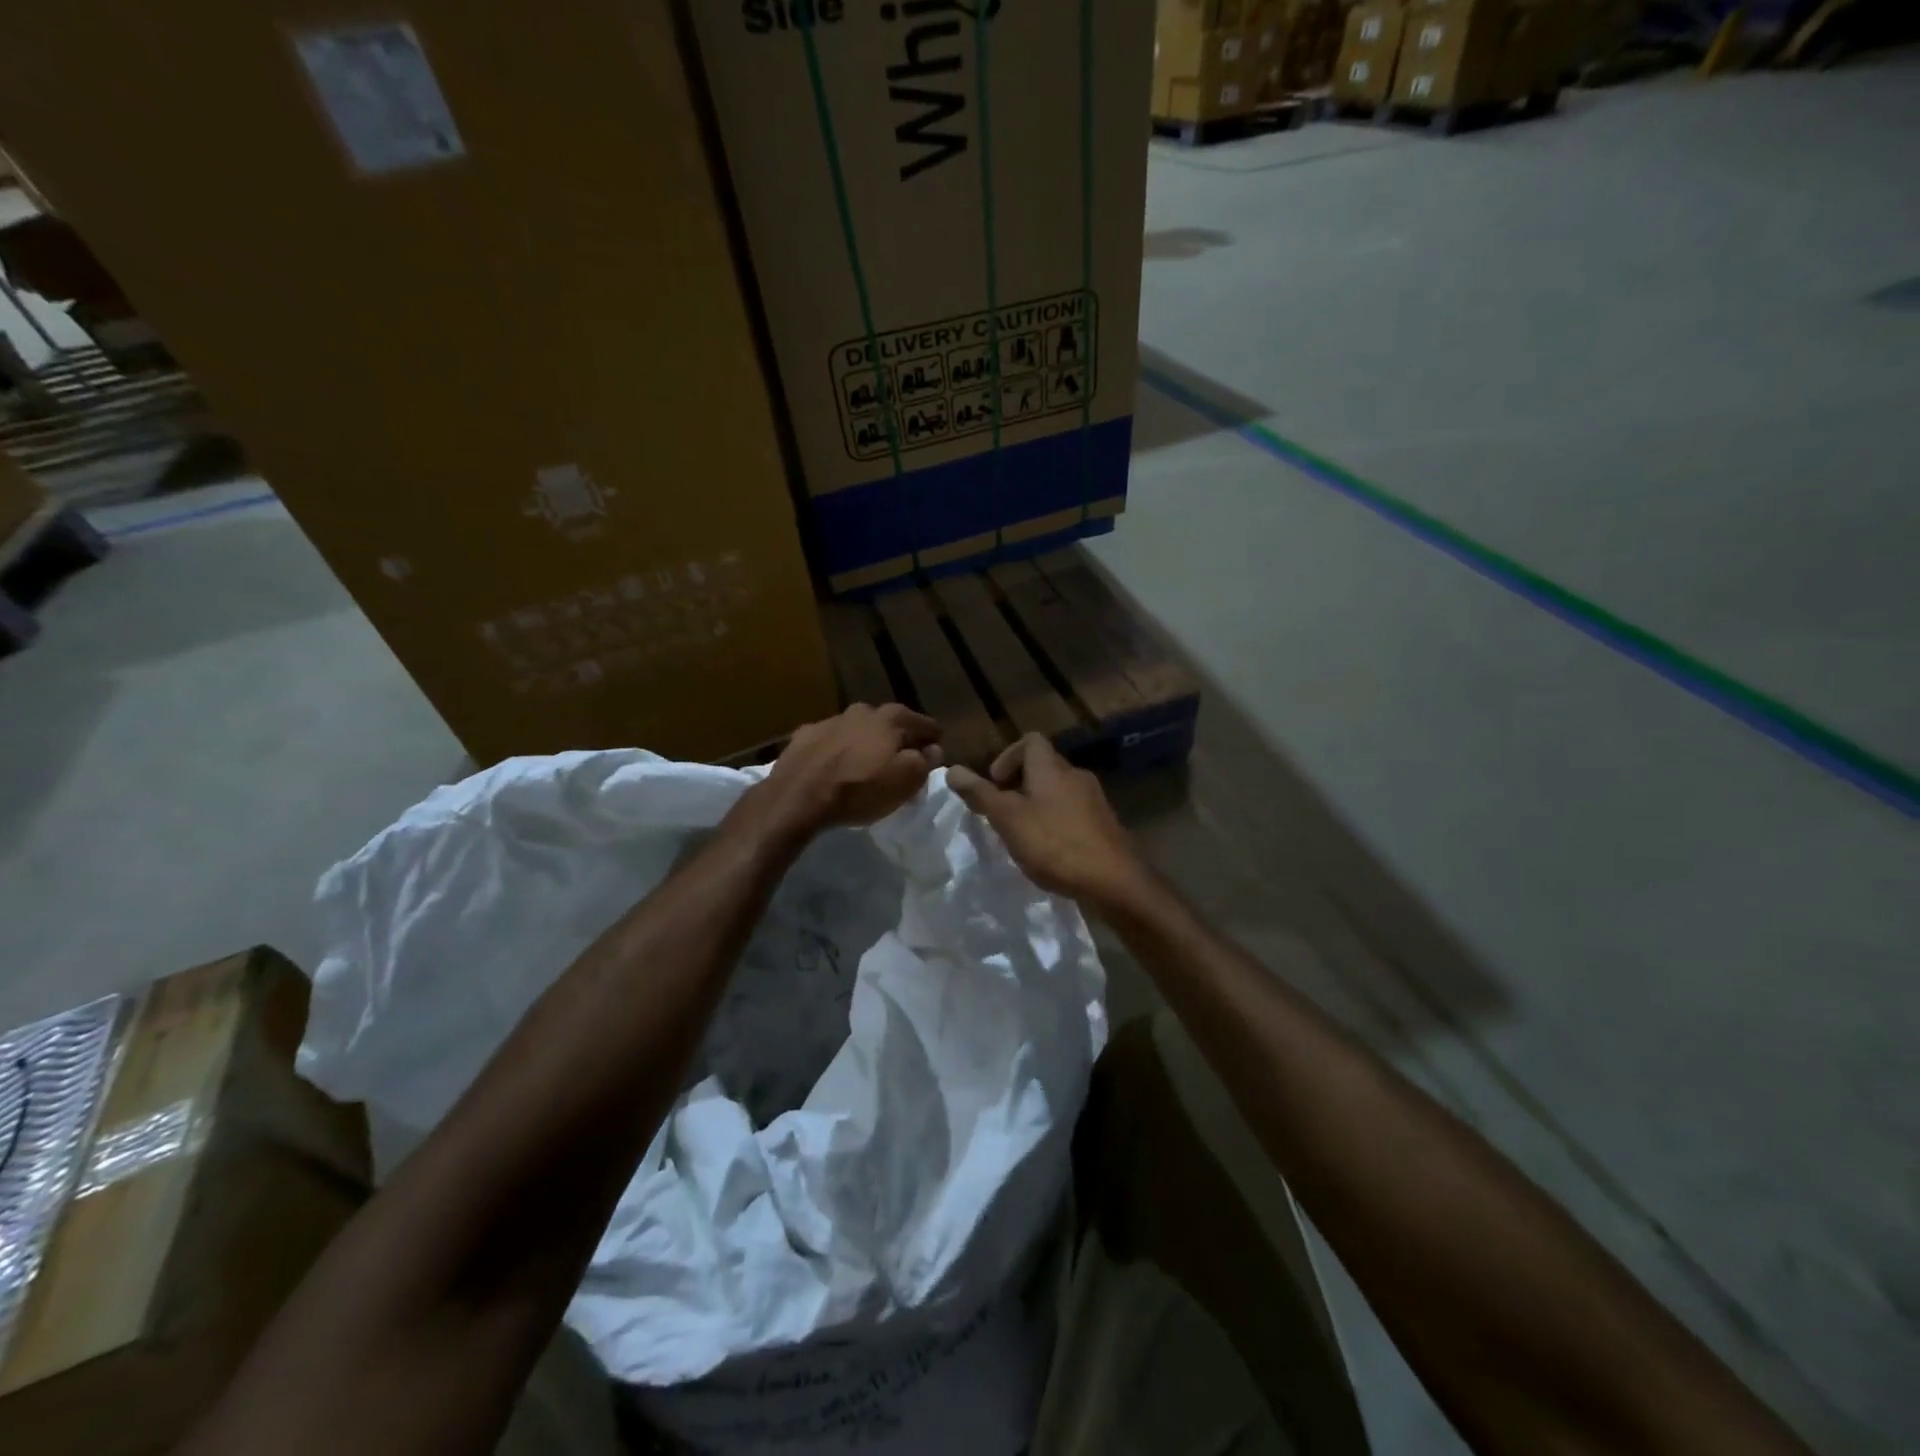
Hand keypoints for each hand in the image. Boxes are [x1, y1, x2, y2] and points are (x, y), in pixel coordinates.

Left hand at [757, 703, 942, 835]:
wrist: (797, 797)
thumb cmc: (859, 789)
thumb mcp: (905, 781)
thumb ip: (925, 761)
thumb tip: (933, 749)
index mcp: (892, 718)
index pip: (926, 724)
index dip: (934, 742)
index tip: (934, 758)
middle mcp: (863, 710)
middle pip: (891, 724)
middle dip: (899, 741)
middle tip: (901, 764)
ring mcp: (831, 720)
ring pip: (859, 730)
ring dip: (867, 744)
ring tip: (866, 767)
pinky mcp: (804, 734)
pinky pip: (831, 741)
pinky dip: (839, 750)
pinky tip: (835, 768)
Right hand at [948, 734, 1148, 910]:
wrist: (1114, 881)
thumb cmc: (1055, 844)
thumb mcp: (1008, 819)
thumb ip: (980, 794)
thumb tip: (952, 769)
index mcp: (1052, 768)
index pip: (1030, 741)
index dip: (1008, 756)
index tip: (995, 785)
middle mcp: (1076, 776)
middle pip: (1044, 766)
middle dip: (1019, 785)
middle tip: (1003, 813)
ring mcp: (1094, 800)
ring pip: (1059, 791)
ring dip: (1037, 805)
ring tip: (1023, 834)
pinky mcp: (1104, 825)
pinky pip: (1073, 813)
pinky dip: (1056, 823)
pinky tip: (1049, 851)